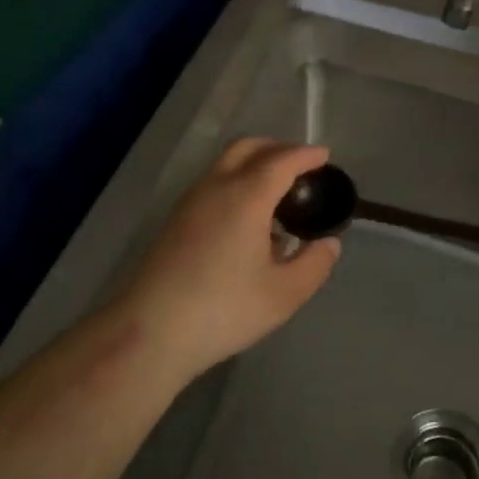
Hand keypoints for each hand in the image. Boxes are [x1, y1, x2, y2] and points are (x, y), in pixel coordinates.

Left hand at [111, 138, 340, 380]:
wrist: (150, 331)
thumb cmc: (223, 309)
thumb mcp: (283, 295)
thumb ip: (314, 264)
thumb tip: (328, 243)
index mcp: (247, 196)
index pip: (282, 160)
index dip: (306, 154)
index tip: (325, 156)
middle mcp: (217, 186)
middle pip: (249, 147)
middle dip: (278, 148)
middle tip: (301, 167)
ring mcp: (191, 200)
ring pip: (227, 163)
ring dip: (255, 163)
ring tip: (277, 193)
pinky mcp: (176, 218)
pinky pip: (214, 182)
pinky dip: (237, 181)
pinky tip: (247, 218)